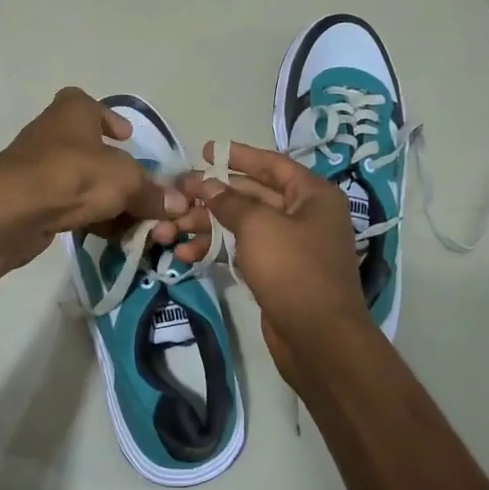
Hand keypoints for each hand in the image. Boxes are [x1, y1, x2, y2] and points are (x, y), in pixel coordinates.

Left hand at [0, 88, 213, 268]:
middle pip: (91, 147)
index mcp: (74, 110)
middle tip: (139, 188)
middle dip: (116, 170)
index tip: (128, 138)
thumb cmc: (73, 175)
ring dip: (105, 197)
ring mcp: (38, 166)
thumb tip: (179, 204)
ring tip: (131, 218)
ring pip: (81, 179)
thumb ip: (153, 192)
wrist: (12, 211)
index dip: (111, 119)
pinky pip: (68, 203)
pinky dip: (87, 215)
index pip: (91, 104)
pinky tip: (107, 234)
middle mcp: (54, 131)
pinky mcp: (31, 198)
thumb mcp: (126, 181)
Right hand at [182, 142, 374, 379]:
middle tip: (177, 193)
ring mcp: (291, 246)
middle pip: (252, 195)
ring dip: (207, 225)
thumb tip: (206, 184)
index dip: (238, 156)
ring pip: (243, 225)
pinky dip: (217, 249)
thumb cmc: (293, 269)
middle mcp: (305, 215)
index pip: (271, 164)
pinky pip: (243, 250)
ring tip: (170, 229)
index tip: (205, 151)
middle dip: (212, 195)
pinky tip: (186, 254)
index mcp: (312, 195)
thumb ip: (229, 201)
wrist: (318, 338)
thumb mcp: (258, 226)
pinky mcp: (277, 272)